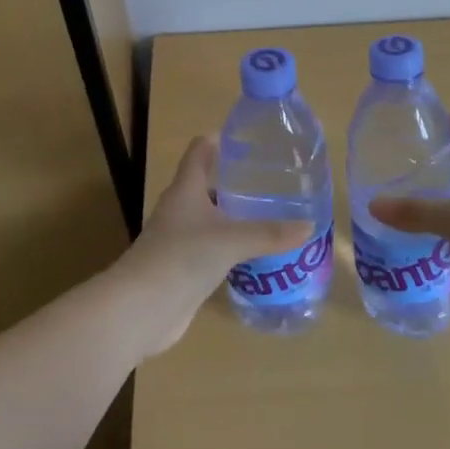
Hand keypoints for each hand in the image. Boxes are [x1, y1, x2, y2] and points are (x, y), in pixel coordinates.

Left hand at [110, 135, 314, 355]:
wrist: (141, 310)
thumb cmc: (180, 258)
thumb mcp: (230, 240)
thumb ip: (268, 233)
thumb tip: (308, 225)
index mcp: (185, 189)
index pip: (200, 150)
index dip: (220, 140)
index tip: (248, 138)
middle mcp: (180, 208)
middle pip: (206, 183)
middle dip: (235, 179)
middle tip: (270, 177)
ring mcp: (179, 239)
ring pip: (210, 217)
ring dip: (234, 214)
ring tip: (270, 212)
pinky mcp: (183, 267)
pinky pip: (212, 247)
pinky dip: (231, 245)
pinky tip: (254, 252)